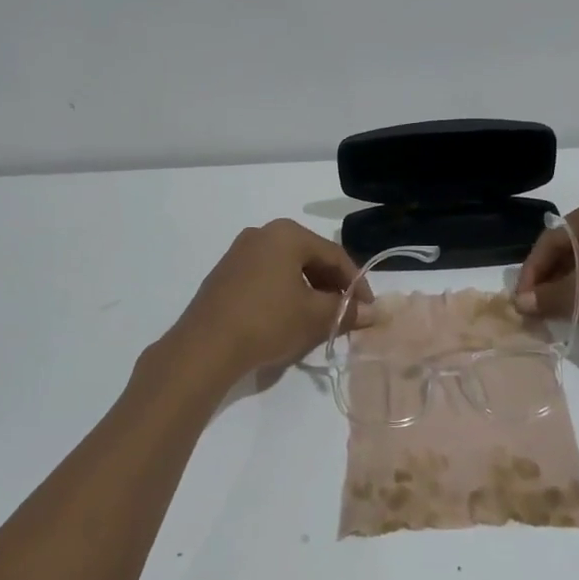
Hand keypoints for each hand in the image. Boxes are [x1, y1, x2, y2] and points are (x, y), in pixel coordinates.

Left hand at [167, 219, 372, 382]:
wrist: (205, 346)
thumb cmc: (268, 321)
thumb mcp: (314, 317)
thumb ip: (346, 310)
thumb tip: (373, 313)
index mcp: (287, 234)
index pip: (334, 254)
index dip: (356, 282)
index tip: (368, 308)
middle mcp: (262, 234)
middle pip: (310, 257)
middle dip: (331, 286)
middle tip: (345, 313)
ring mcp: (239, 252)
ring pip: (287, 268)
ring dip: (309, 290)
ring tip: (320, 318)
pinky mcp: (225, 274)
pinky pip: (266, 277)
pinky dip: (285, 293)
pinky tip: (289, 317)